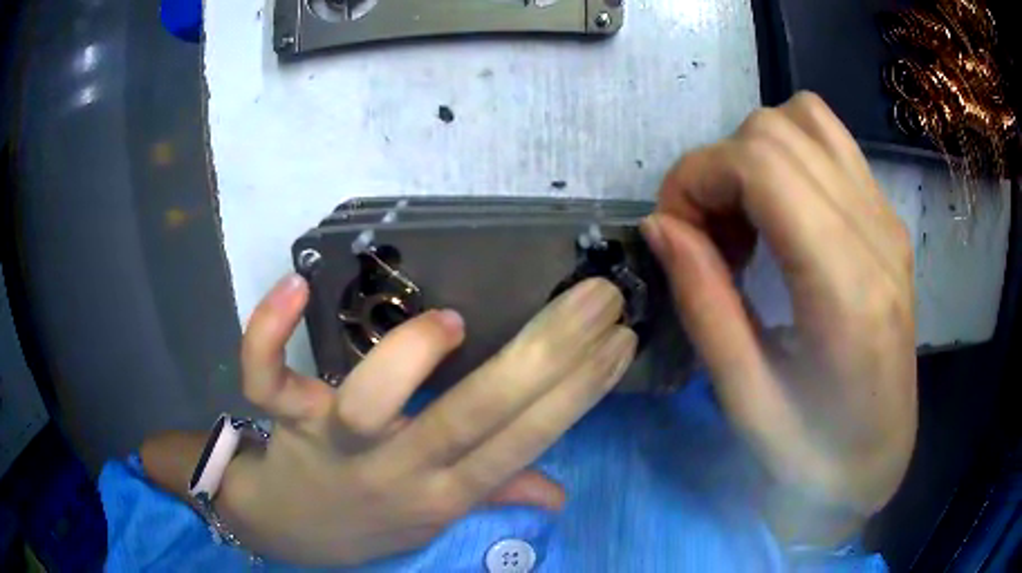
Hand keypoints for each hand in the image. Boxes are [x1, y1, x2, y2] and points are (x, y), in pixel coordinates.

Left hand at [217, 274, 635, 565]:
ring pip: (368, 404)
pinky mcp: (284, 420)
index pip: (522, 443)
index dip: (576, 393)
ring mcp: (333, 447)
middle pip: (470, 418)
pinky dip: (271, 331)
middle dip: (544, 355)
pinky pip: (265, 377)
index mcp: (443, 494)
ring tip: (453, 323)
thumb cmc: (369, 518)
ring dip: (413, 356)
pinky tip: (295, 285)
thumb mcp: (436, 518)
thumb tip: (560, 493)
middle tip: (595, 297)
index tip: (618, 339)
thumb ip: (496, 493)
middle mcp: (395, 473)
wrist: (289, 529)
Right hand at [642, 93, 916, 540]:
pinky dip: (786, 157)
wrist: (879, 457)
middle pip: (777, 131)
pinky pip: (829, 144)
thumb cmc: (814, 455)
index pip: (762, 164)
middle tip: (707, 237)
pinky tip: (779, 216)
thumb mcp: (745, 400)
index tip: (674, 231)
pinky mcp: (888, 221)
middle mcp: (876, 233)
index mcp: (846, 288)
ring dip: (753, 154)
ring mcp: (887, 220)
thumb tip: (660, 225)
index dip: (698, 177)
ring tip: (744, 219)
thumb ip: (703, 304)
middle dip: (718, 167)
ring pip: (805, 119)